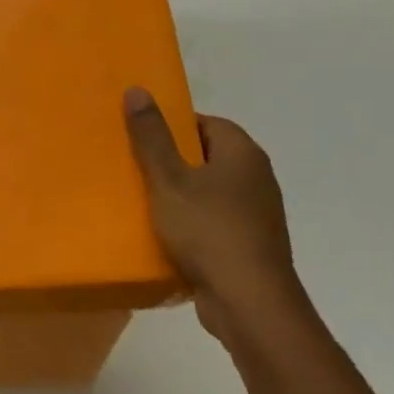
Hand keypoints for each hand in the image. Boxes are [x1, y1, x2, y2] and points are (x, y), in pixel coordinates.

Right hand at [123, 88, 310, 347]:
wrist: (250, 304)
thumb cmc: (208, 231)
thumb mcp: (169, 179)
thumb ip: (152, 136)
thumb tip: (137, 89)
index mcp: (243, 153)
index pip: (205, 122)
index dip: (172, 126)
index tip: (142, 138)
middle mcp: (257, 178)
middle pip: (207, 156)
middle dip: (173, 160)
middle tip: (135, 166)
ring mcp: (258, 214)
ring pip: (210, 191)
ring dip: (181, 195)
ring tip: (144, 201)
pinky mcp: (251, 245)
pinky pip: (215, 221)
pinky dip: (193, 223)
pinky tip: (166, 235)